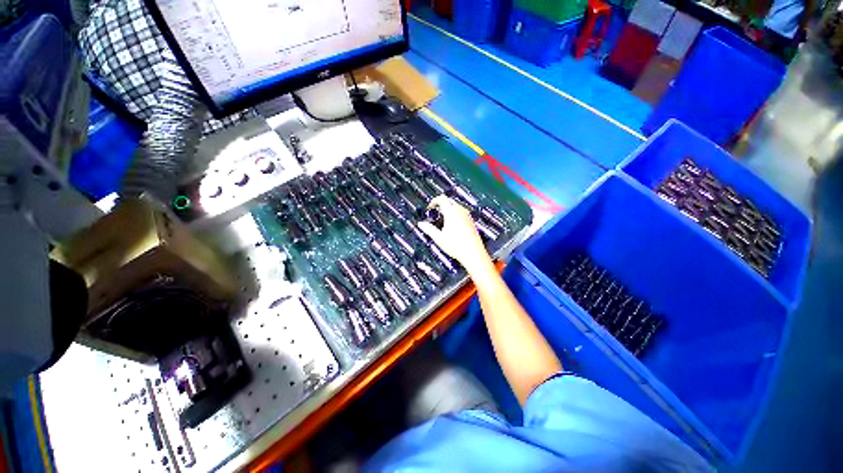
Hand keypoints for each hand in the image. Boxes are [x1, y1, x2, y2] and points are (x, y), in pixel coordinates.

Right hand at [417, 196, 490, 273]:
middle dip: (441, 204)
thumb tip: (421, 224)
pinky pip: (462, 212)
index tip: (430, 207)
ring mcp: (467, 216)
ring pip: (456, 206)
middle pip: (449, 201)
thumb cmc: (457, 246)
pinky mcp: (471, 221)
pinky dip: (455, 213)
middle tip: (435, 212)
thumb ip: (429, 229)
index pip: (442, 199)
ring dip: (448, 208)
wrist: (474, 254)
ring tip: (443, 219)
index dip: (434, 201)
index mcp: (451, 212)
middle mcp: (460, 211)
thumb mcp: (439, 238)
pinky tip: (452, 224)